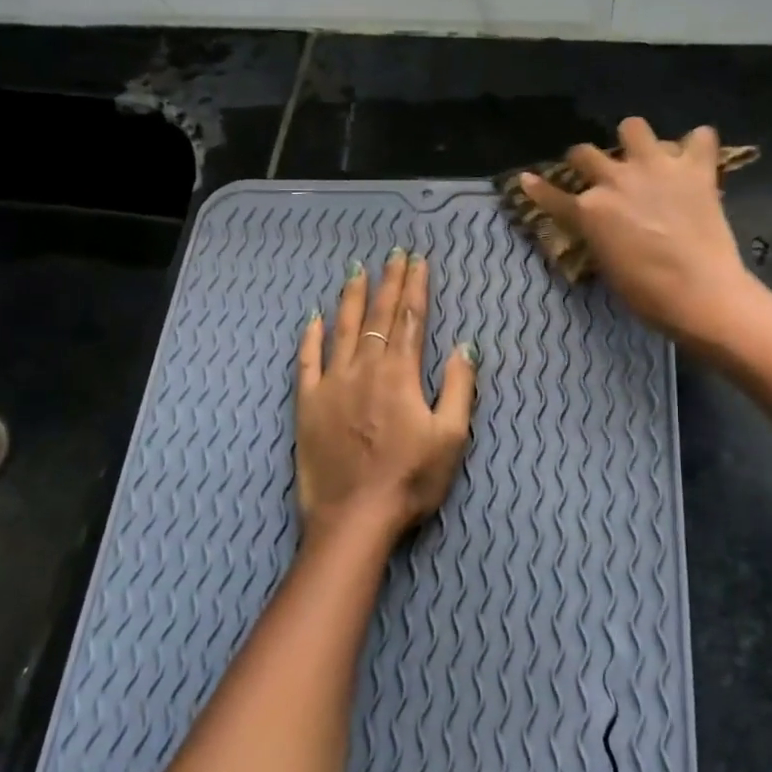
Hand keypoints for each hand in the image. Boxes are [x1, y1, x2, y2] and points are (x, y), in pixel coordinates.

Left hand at [295, 248, 477, 547]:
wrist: (354, 518)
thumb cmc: (410, 480)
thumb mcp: (451, 437)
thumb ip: (458, 387)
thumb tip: (464, 345)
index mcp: (400, 374)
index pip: (409, 319)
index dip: (415, 287)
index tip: (418, 260)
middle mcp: (364, 369)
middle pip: (378, 316)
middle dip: (388, 282)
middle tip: (393, 254)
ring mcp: (331, 384)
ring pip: (343, 329)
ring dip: (352, 298)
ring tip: (356, 270)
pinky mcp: (307, 403)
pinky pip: (307, 361)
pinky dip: (311, 337)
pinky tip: (314, 317)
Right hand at [520, 116, 753, 343]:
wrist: (701, 292)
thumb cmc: (648, 294)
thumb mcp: (608, 266)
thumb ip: (599, 236)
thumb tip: (602, 226)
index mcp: (589, 211)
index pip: (552, 196)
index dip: (537, 188)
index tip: (527, 179)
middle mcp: (615, 180)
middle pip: (584, 152)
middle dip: (585, 160)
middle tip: (597, 171)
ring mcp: (656, 167)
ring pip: (633, 126)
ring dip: (635, 140)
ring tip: (645, 155)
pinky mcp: (695, 168)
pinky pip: (701, 137)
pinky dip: (698, 145)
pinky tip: (697, 158)